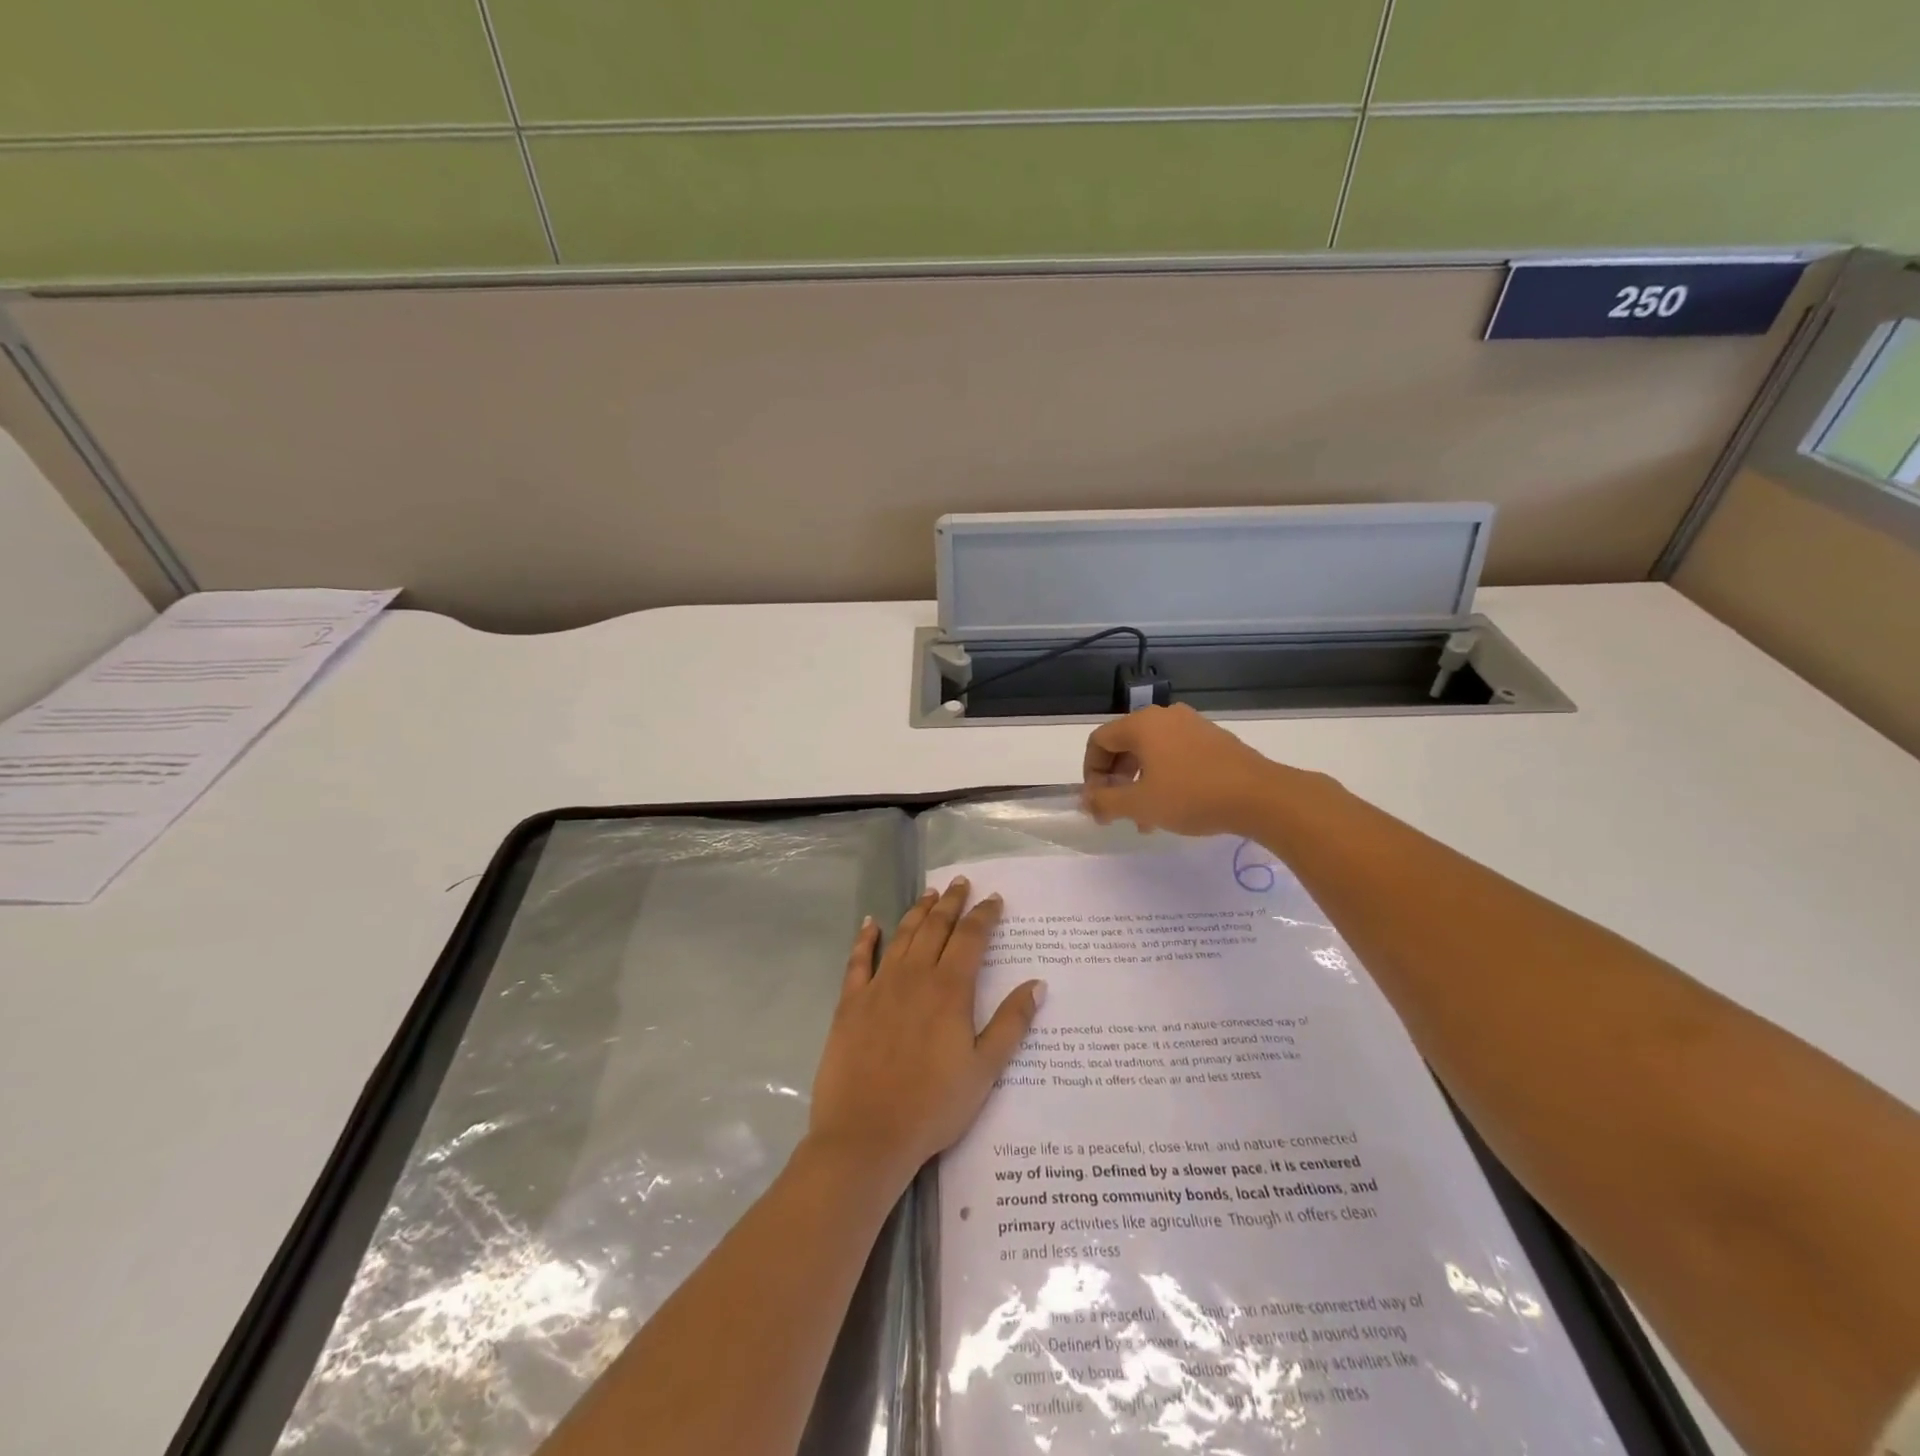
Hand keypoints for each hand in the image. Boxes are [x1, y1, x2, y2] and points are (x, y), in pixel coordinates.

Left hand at [807, 879, 1043, 1186]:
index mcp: (949, 990)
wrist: (867, 1134)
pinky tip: (872, 923)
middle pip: (936, 927)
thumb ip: (1011, 1023)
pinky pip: (859, 960)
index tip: (994, 899)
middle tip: (961, 883)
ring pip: (902, 935)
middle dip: (951, 902)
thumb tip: (1037, 984)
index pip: (971, 938)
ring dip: (918, 911)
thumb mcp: (984, 1070)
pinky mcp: (851, 1002)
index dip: (984, 915)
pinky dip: (866, 938)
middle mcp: (914, 976)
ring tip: (929, 893)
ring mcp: (879, 986)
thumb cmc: (933, 1105)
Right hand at [1082, 703, 1300, 836]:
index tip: (1097, 802)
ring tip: (1145, 820)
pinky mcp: (1214, 741)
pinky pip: (1176, 755)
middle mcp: (1165, 717)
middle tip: (1117, 812)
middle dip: (1115, 781)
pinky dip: (1164, 778)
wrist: (1260, 796)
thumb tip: (1085, 801)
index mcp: (1142, 724)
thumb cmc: (1191, 795)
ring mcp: (1193, 726)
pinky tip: (1173, 808)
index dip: (1090, 772)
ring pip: (1151, 754)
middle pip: (1125, 746)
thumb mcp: (1140, 804)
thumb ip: (1105, 801)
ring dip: (1139, 784)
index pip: (1099, 741)